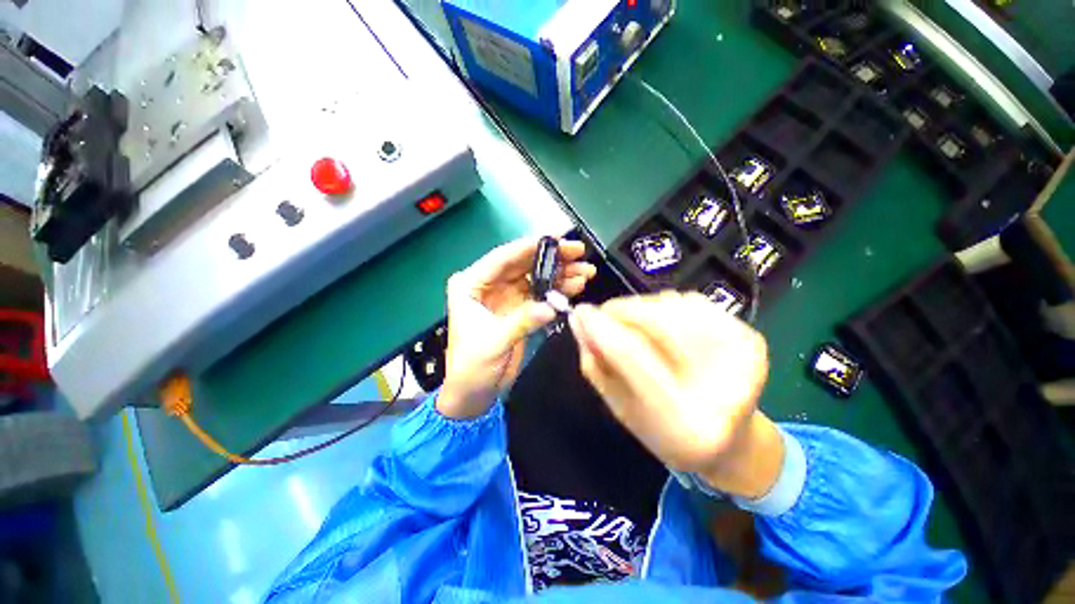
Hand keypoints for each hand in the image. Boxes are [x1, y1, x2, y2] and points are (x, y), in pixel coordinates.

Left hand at [438, 237, 595, 418]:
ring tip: (585, 271)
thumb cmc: (472, 366)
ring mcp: (506, 295)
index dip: (530, 247)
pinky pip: (541, 293)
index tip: (557, 239)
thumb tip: (552, 306)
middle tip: (578, 252)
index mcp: (471, 284)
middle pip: (523, 264)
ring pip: (535, 277)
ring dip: (560, 273)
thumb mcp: (494, 342)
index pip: (502, 258)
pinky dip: (558, 289)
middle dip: (552, 257)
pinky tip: (575, 285)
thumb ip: (523, 320)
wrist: (474, 392)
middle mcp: (489, 284)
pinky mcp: (519, 308)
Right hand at [569, 291, 782, 498]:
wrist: (730, 439)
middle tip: (604, 317)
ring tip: (634, 326)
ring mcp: (745, 357)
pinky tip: (661, 325)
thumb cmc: (666, 432)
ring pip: (673, 305)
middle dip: (621, 311)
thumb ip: (597, 364)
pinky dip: (665, 307)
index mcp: (686, 423)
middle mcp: (725, 387)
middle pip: (657, 321)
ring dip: (641, 307)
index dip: (601, 327)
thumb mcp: (621, 407)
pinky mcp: (751, 337)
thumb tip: (579, 321)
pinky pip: (691, 302)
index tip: (580, 312)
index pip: (632, 354)